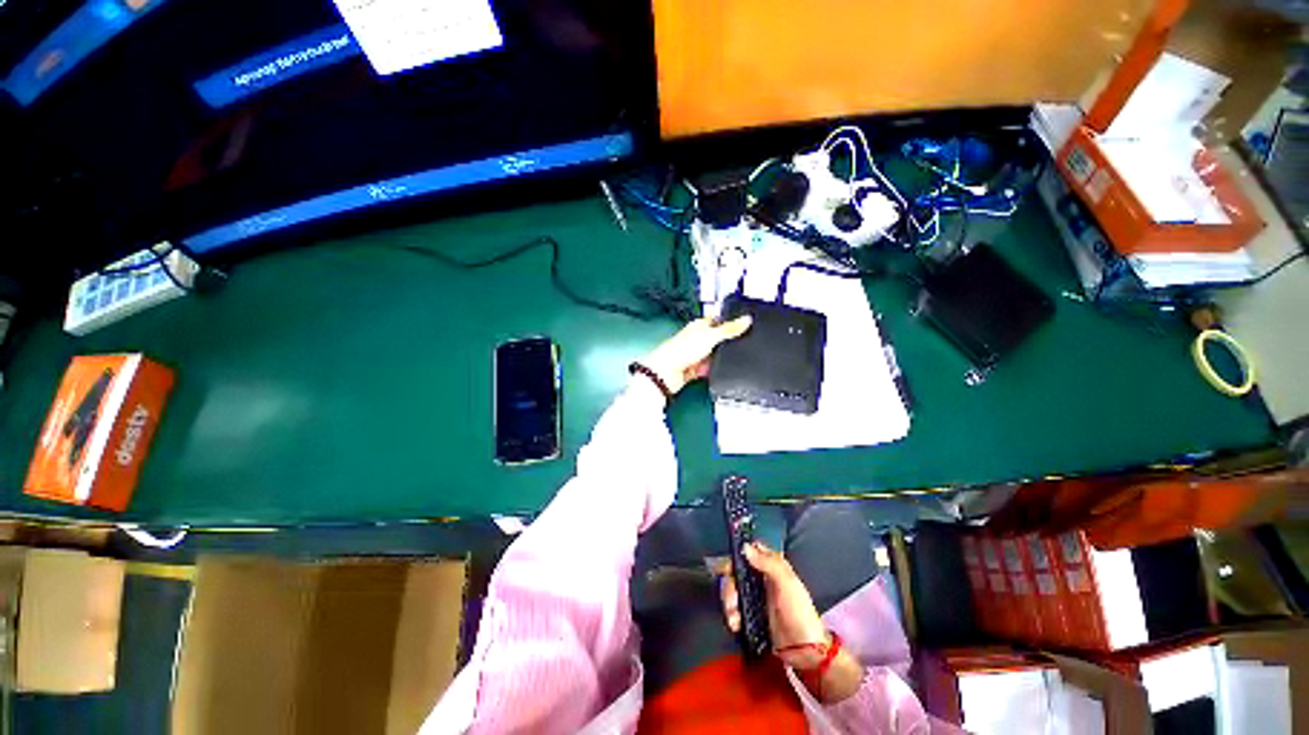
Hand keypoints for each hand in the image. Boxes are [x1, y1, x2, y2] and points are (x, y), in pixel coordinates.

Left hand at [638, 316, 751, 394]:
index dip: (729, 322)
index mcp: (699, 325)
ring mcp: (696, 354)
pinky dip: (713, 370)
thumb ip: (729, 329)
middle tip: (739, 345)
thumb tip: (747, 319)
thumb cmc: (681, 349)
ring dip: (719, 359)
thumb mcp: (711, 336)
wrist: (667, 372)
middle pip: (717, 339)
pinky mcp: (695, 369)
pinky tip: (716, 370)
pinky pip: (709, 369)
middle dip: (726, 343)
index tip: (744, 324)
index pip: (717, 320)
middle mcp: (697, 339)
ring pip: (714, 355)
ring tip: (728, 360)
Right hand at [718, 542, 865, 701]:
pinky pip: (733, 608)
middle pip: (735, 570)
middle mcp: (760, 579)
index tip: (731, 562)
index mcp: (772, 567)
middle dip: (730, 582)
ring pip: (731, 589)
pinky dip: (731, 614)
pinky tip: (736, 622)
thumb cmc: (800, 614)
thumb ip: (769, 563)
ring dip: (729, 600)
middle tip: (731, 595)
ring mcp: (754, 597)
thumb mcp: (788, 584)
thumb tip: (746, 547)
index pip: (750, 550)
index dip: (739, 552)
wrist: (803, 653)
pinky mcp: (749, 615)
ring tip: (734, 614)